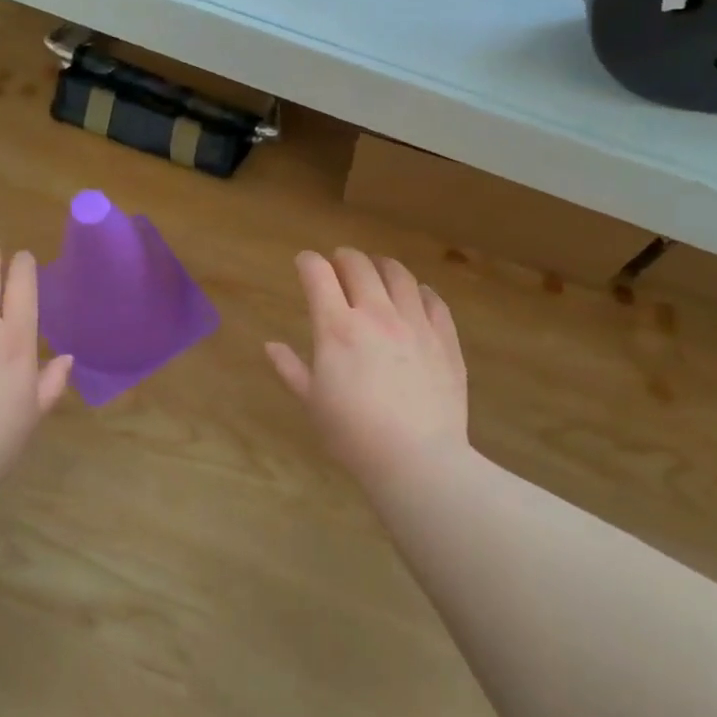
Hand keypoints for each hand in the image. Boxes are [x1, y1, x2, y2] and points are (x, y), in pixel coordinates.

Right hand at [266, 249, 468, 481]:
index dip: (308, 262)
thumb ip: (291, 369)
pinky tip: (418, 295)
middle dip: (344, 257)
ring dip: (383, 266)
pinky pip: (434, 301)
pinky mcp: (445, 339)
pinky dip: (421, 291)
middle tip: (339, 261)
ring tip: (378, 269)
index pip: (319, 276)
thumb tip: (271, 345)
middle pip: (360, 266)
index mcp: (337, 328)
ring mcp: (415, 323)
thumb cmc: (354, 434)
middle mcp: (376, 314)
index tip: (304, 262)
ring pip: (400, 276)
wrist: (417, 458)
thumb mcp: (313, 403)